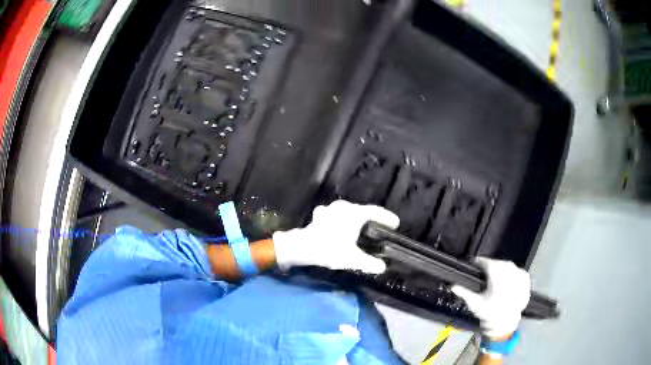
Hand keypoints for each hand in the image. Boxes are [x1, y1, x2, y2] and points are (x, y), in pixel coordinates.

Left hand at [273, 200, 399, 273]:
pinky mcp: (321, 215)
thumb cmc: (329, 250)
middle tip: (380, 228)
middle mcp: (344, 207)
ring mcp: (330, 209)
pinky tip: (340, 228)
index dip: (387, 217)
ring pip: (349, 212)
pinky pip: (337, 215)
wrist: (301, 247)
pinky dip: (342, 220)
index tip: (395, 224)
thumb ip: (369, 263)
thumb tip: (382, 267)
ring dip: (356, 219)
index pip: (376, 212)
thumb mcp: (352, 259)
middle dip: (372, 219)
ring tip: (362, 229)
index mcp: (354, 214)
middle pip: (363, 211)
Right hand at [451, 258, 530, 338]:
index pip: (487, 263)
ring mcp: (520, 276)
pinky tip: (508, 280)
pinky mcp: (526, 280)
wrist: (504, 324)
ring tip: (496, 277)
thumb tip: (452, 285)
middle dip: (491, 266)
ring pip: (509, 266)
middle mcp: (510, 273)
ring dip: (501, 268)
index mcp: (497, 277)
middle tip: (484, 272)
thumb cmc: (488, 313)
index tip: (474, 263)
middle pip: (499, 263)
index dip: (479, 262)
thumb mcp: (474, 304)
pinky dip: (512, 273)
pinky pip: (518, 271)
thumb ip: (463, 292)